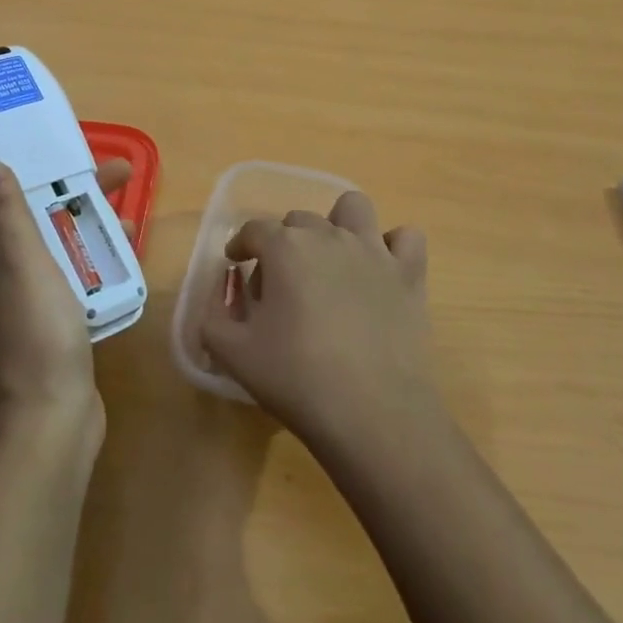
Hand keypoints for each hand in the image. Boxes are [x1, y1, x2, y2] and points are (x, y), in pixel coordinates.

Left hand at [0, 158, 131, 439]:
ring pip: (57, 248)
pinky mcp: (51, 325)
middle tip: (119, 175)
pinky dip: (94, 260)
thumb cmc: (36, 332)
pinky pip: (72, 277)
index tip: (65, 153)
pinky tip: (125, 258)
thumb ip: (9, 214)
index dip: (29, 172)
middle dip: (72, 194)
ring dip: (88, 226)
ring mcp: (25, 305)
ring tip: (130, 212)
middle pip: (34, 221)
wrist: (51, 419)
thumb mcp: (23, 263)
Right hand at [198, 190, 433, 449]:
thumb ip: (214, 314)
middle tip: (280, 283)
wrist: (374, 413)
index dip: (241, 244)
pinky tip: (379, 270)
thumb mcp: (233, 353)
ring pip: (353, 208)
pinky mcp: (408, 273)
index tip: (236, 264)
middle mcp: (329, 235)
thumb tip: (224, 289)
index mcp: (285, 248)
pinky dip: (392, 246)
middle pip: (299, 220)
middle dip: (284, 242)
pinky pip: (406, 237)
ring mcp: (373, 250)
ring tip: (331, 259)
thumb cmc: (297, 380)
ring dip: (338, 223)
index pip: (254, 229)